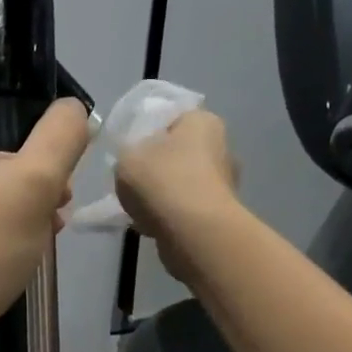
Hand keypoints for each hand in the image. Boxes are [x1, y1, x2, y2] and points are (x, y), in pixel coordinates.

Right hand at [114, 109, 239, 281]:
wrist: (193, 232)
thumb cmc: (161, 181)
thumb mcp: (126, 156)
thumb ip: (128, 151)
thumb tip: (137, 157)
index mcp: (202, 122)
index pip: (172, 118)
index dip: (148, 133)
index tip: (131, 151)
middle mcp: (221, 147)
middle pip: (179, 152)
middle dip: (156, 166)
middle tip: (131, 180)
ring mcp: (224, 182)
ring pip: (182, 182)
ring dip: (162, 193)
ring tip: (137, 208)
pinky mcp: (220, 213)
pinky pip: (186, 208)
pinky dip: (170, 215)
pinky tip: (150, 225)